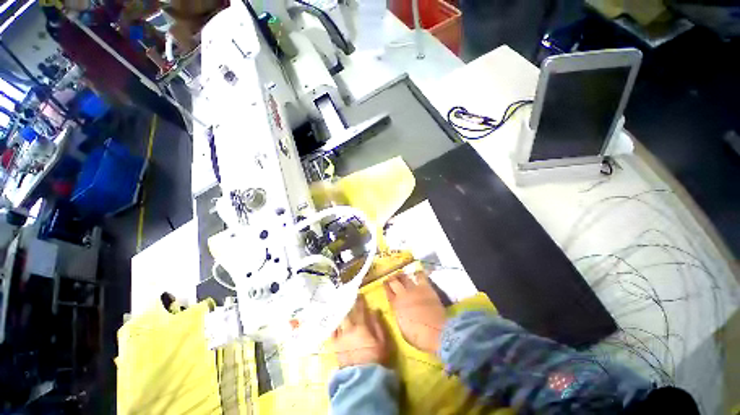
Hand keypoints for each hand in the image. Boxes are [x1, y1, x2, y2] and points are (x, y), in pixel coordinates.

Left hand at [332, 295, 388, 367]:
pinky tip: (333, 320)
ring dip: (340, 312)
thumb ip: (378, 324)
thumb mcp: (383, 341)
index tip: (359, 294)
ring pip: (339, 320)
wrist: (363, 380)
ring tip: (339, 306)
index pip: (359, 309)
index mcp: (361, 327)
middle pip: (347, 313)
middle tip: (347, 297)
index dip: (359, 301)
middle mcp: (348, 329)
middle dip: (348, 304)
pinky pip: (332, 332)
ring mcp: (340, 338)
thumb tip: (374, 310)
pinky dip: (333, 324)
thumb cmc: (376, 358)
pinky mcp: (335, 347)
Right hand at [384, 271, 445, 354]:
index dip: (386, 287)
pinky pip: (420, 276)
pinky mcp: (426, 287)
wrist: (435, 331)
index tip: (384, 283)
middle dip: (391, 278)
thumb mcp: (402, 328)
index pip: (388, 292)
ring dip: (402, 275)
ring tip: (401, 273)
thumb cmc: (418, 336)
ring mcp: (414, 289)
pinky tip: (416, 273)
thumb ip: (399, 315)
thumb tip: (398, 310)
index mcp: (396, 305)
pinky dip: (417, 274)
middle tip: (391, 276)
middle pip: (394, 282)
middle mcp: (403, 294)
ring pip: (405, 277)